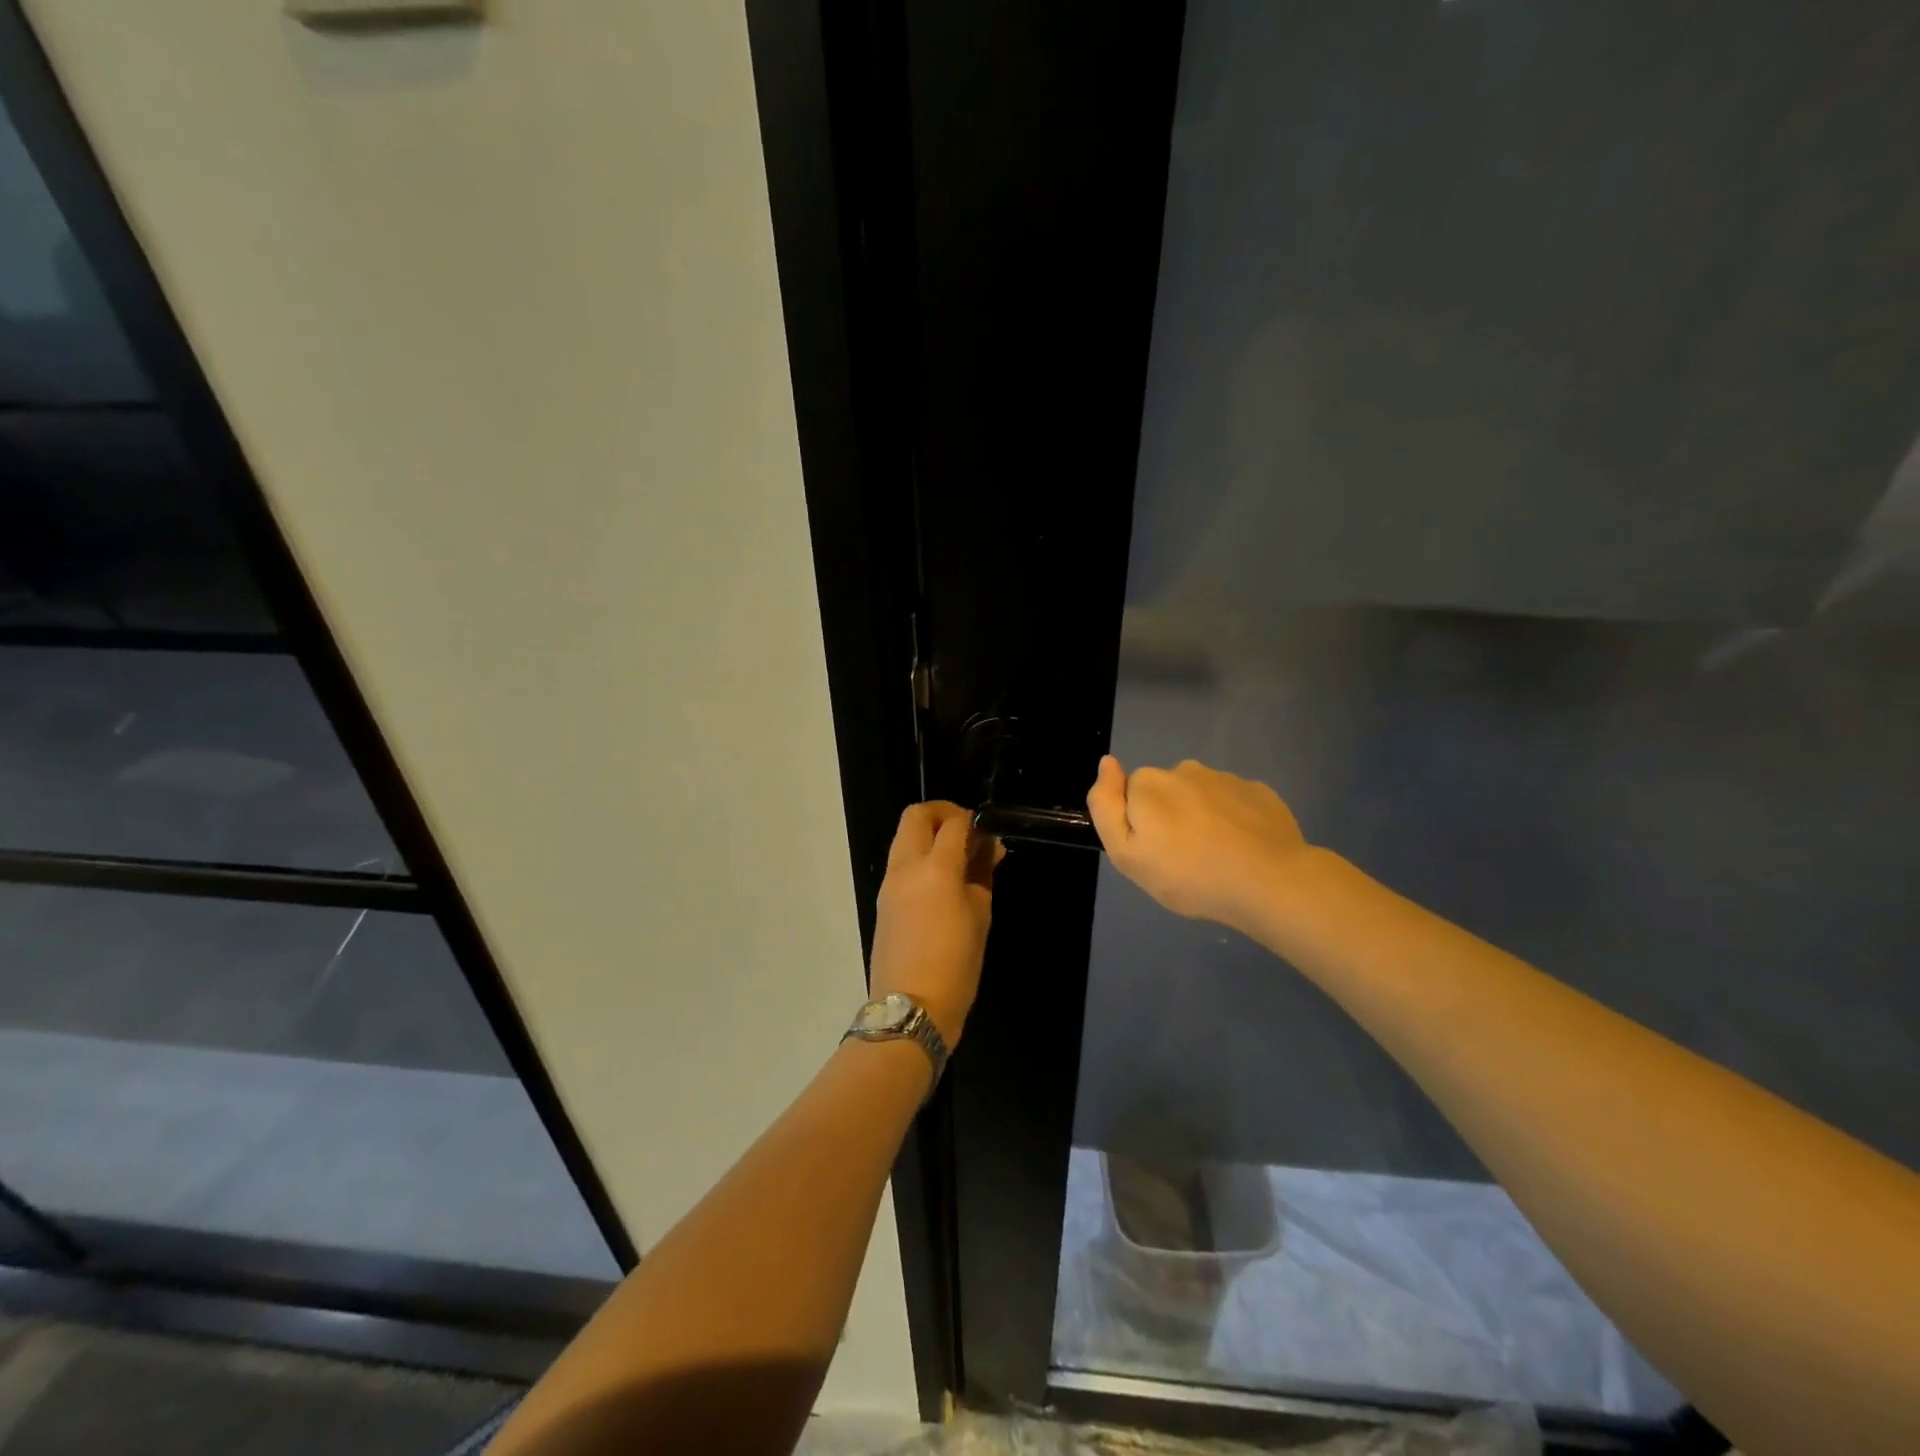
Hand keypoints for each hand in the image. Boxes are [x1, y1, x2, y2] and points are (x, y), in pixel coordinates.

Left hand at [869, 801, 1002, 1046]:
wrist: (910, 1008)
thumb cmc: (956, 964)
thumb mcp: (980, 916)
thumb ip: (982, 874)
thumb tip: (987, 848)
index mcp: (935, 868)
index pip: (954, 823)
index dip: (974, 820)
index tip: (989, 833)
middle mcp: (906, 866)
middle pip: (917, 816)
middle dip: (943, 814)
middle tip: (968, 833)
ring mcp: (890, 883)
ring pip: (904, 837)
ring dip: (930, 835)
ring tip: (959, 860)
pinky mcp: (883, 900)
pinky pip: (901, 862)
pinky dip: (920, 857)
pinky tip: (943, 881)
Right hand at [1087, 756, 1311, 933]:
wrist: (1268, 881)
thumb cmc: (1188, 874)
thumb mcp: (1127, 854)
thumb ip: (1106, 807)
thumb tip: (1106, 763)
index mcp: (1149, 784)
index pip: (1130, 796)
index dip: (1138, 825)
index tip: (1154, 853)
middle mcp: (1184, 770)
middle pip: (1165, 793)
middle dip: (1169, 818)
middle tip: (1183, 860)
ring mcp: (1225, 778)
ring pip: (1201, 796)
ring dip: (1202, 818)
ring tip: (1216, 857)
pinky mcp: (1258, 792)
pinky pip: (1234, 803)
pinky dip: (1233, 821)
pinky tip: (1243, 849)